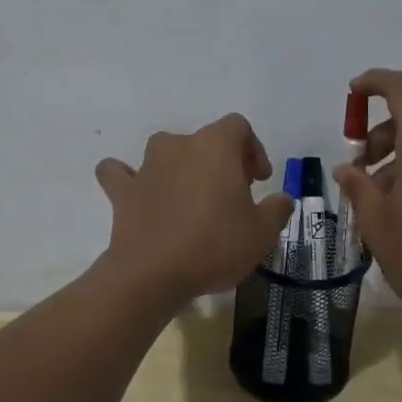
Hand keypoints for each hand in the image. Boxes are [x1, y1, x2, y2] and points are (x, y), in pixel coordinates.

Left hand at [95, 114, 294, 304]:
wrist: (153, 274)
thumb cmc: (214, 245)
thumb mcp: (262, 233)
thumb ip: (277, 209)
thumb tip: (282, 199)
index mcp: (215, 146)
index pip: (238, 127)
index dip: (252, 149)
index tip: (258, 181)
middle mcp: (179, 146)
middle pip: (204, 139)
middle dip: (220, 162)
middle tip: (232, 195)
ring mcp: (146, 166)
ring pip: (165, 149)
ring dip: (179, 165)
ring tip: (190, 196)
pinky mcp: (123, 191)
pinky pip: (119, 173)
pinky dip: (127, 178)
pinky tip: (137, 192)